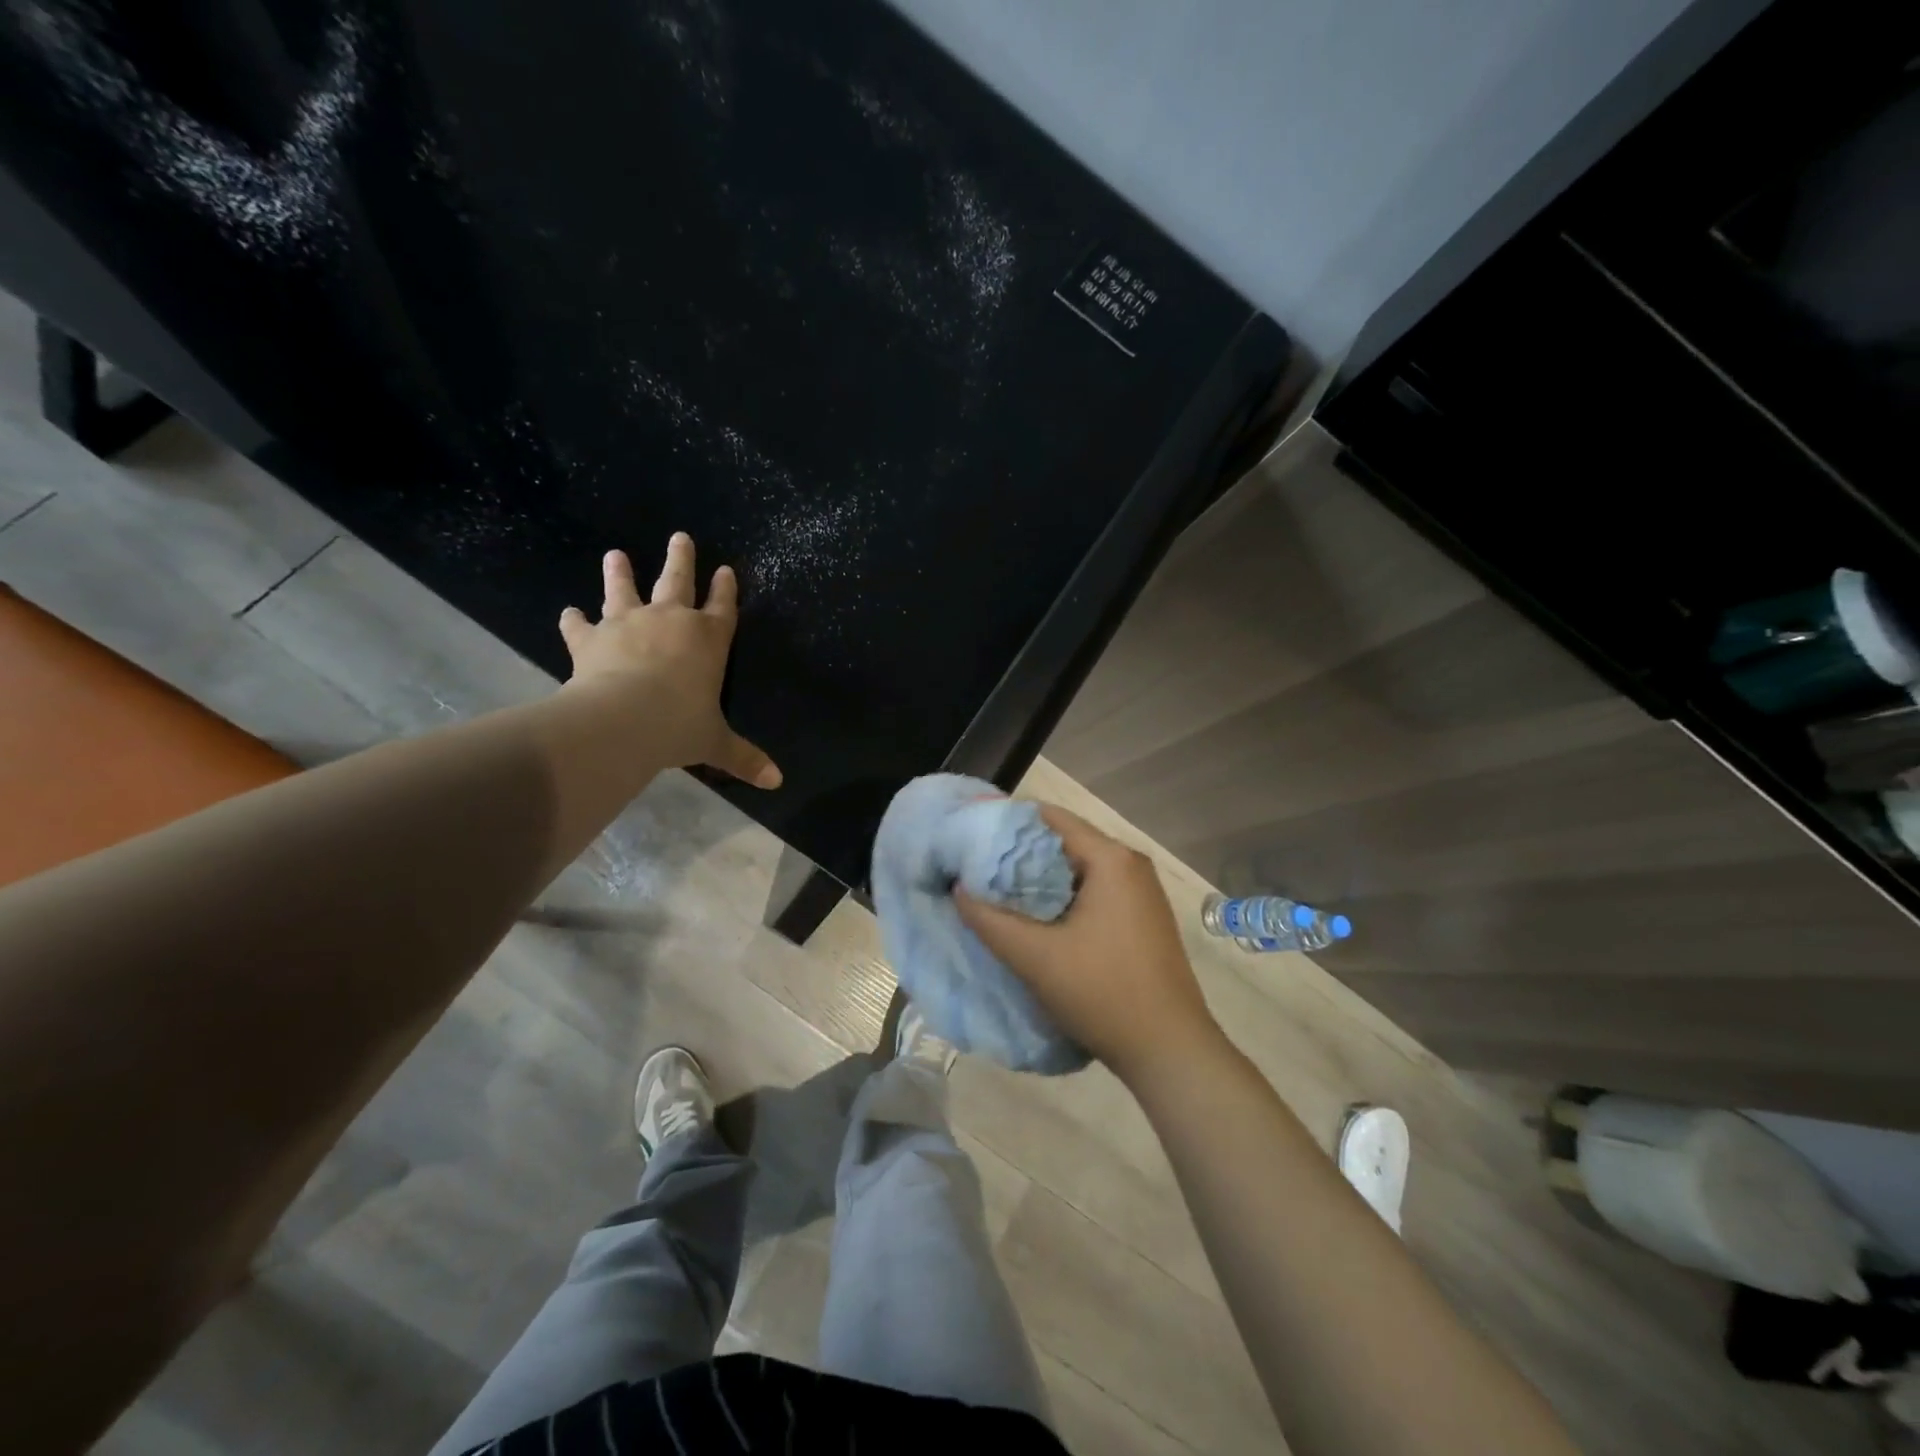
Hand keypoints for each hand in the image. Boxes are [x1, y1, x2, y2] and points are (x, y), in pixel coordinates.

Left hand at [558, 534, 781, 788]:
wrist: (624, 719)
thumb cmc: (681, 726)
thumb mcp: (716, 743)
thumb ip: (744, 758)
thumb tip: (777, 781)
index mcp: (709, 639)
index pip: (723, 607)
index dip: (726, 589)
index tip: (726, 569)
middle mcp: (671, 621)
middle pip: (678, 581)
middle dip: (681, 559)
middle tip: (681, 537)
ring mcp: (629, 624)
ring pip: (624, 589)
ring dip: (621, 572)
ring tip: (616, 554)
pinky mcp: (592, 638)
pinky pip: (580, 625)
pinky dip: (574, 620)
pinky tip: (568, 613)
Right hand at [956, 805, 1221, 1082]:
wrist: (1169, 1051)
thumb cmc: (1103, 993)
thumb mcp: (1036, 957)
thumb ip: (990, 920)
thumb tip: (958, 889)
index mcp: (1112, 859)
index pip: (1050, 818)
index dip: (1007, 823)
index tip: (970, 837)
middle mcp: (1130, 865)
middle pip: (1064, 842)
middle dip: (1019, 854)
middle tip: (975, 867)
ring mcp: (1141, 893)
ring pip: (1078, 870)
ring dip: (1039, 880)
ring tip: (996, 894)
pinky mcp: (1142, 919)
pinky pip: (1094, 892)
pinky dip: (1062, 899)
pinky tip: (1035, 921)